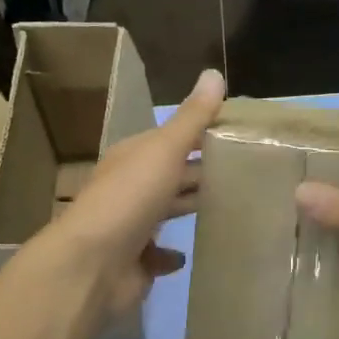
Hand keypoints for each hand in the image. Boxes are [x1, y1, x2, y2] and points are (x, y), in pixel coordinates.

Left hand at [33, 68, 226, 327]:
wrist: (90, 266)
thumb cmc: (129, 200)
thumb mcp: (163, 151)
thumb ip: (191, 118)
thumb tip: (214, 73)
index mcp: (134, 157)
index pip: (174, 139)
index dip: (204, 134)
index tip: (244, 136)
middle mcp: (130, 188)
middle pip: (172, 175)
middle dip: (202, 172)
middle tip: (248, 172)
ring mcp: (131, 227)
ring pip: (167, 212)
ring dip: (190, 207)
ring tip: (231, 207)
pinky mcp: (135, 263)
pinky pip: (158, 256)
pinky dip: (172, 255)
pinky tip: (191, 254)